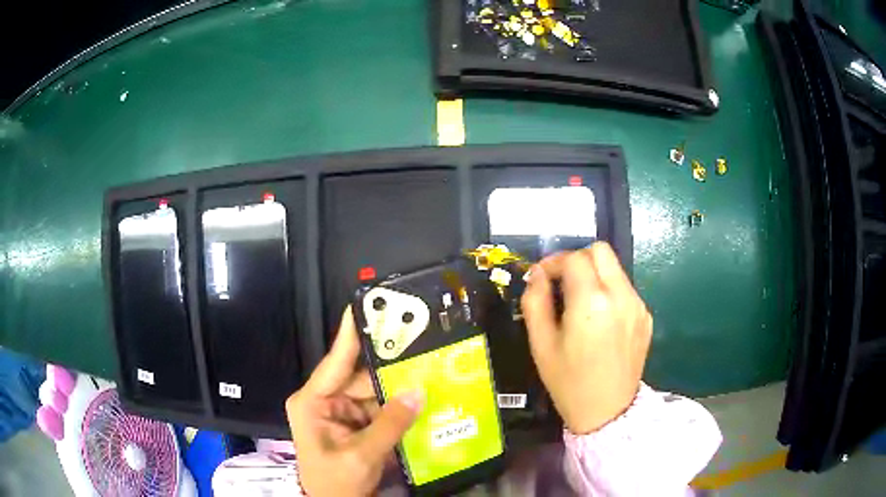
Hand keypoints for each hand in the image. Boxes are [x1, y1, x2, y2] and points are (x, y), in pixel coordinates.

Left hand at [286, 307, 422, 495]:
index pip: (335, 361)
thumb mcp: (362, 456)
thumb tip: (418, 391)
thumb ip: (390, 424)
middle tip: (421, 350)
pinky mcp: (354, 425)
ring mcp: (340, 413)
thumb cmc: (335, 482)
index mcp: (313, 402)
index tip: (364, 303)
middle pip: (361, 378)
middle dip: (391, 370)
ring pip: (374, 394)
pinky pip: (379, 409)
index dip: (351, 333)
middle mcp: (325, 401)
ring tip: (429, 375)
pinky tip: (420, 401)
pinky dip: (397, 409)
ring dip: (398, 391)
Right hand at [521, 242, 652, 434]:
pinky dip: (609, 292)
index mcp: (591, 302)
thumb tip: (536, 275)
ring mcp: (638, 305)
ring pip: (615, 268)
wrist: (607, 413)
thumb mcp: (541, 345)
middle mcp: (620, 296)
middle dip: (577, 259)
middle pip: (601, 250)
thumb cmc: (568, 382)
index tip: (541, 277)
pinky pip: (625, 289)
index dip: (553, 261)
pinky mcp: (646, 316)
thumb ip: (535, 302)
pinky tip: (600, 320)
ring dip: (594, 275)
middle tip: (562, 283)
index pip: (574, 258)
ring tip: (580, 302)